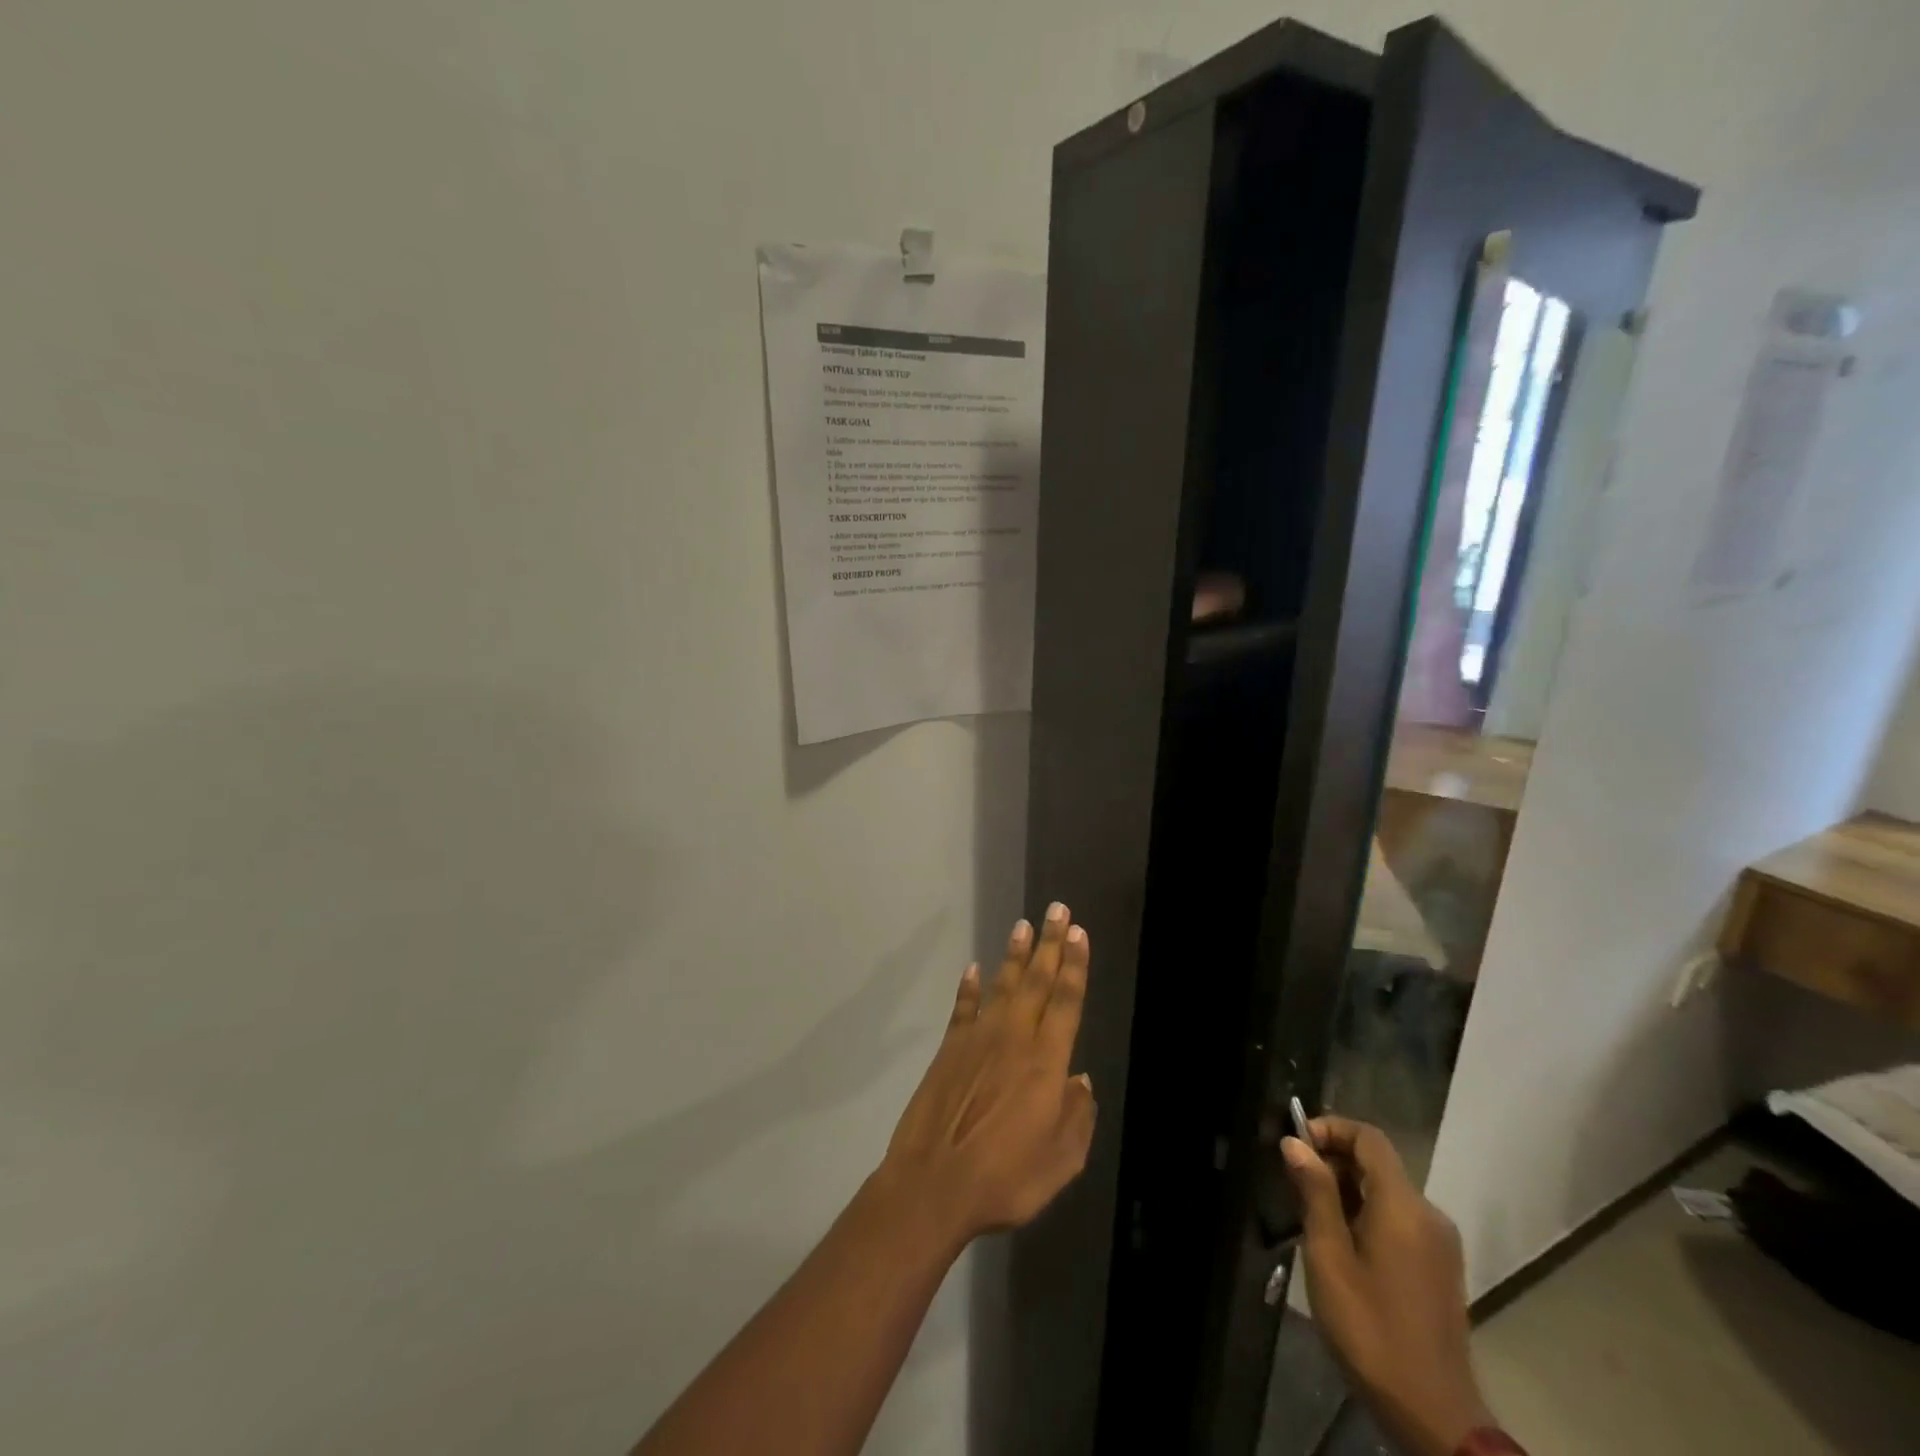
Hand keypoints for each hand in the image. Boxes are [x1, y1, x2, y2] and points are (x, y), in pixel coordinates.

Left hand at [878, 904, 1095, 1243]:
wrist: (934, 1185)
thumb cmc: (1006, 1179)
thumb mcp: (1060, 1161)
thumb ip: (1077, 1117)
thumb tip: (1081, 1081)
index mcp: (1046, 1062)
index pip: (1066, 1001)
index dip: (1075, 965)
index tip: (1079, 933)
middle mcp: (1014, 1038)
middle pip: (1037, 982)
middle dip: (1051, 944)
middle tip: (1058, 910)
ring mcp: (978, 1039)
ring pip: (1002, 985)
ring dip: (1015, 955)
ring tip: (1024, 925)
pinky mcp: (949, 1048)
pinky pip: (963, 1007)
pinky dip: (969, 987)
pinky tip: (974, 968)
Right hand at [1283, 1116, 1491, 1455]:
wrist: (1435, 1416)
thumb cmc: (1371, 1329)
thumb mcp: (1329, 1257)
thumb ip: (1315, 1193)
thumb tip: (1296, 1142)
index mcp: (1404, 1205)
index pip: (1368, 1138)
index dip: (1330, 1129)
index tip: (1296, 1147)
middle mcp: (1429, 1214)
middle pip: (1378, 1164)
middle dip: (1334, 1162)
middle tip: (1295, 1186)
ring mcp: (1440, 1244)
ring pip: (1388, 1193)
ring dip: (1348, 1191)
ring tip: (1312, 1219)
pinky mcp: (1441, 1269)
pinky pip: (1400, 1220)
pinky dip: (1368, 1216)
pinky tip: (1343, 1247)